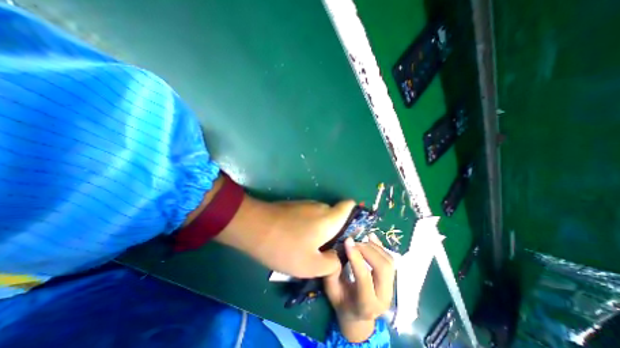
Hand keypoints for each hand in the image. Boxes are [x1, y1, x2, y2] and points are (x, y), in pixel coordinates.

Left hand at [215, 195, 356, 276]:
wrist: (255, 227)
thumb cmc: (286, 247)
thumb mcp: (311, 265)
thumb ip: (331, 263)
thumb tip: (338, 257)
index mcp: (330, 218)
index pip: (349, 206)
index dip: (354, 215)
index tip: (351, 232)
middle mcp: (320, 207)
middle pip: (336, 215)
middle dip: (336, 230)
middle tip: (330, 249)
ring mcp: (306, 205)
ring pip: (321, 216)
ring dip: (321, 229)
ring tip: (313, 247)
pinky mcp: (295, 206)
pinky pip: (310, 215)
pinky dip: (310, 226)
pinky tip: (299, 239)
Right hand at [322, 234, 393, 342]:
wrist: (358, 315)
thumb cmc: (342, 302)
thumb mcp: (331, 291)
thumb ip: (332, 273)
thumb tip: (336, 251)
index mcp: (366, 305)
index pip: (364, 279)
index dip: (356, 258)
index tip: (347, 241)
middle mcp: (383, 298)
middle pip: (382, 268)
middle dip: (367, 250)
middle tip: (353, 241)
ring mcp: (391, 288)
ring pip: (388, 262)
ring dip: (373, 247)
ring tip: (359, 241)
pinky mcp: (392, 279)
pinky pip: (389, 259)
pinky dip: (379, 246)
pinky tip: (370, 237)